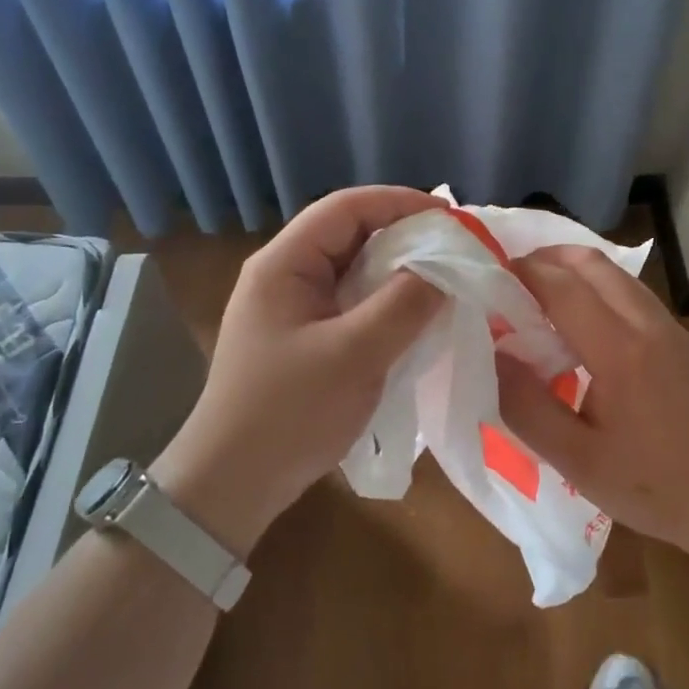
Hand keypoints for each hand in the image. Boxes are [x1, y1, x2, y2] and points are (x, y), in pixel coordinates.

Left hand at [150, 186, 444, 554]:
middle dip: (404, 236)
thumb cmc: (289, 412)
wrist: (233, 485)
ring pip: (354, 270)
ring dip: (397, 271)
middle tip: (455, 250)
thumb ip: (404, 304)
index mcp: (284, 263)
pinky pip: (351, 303)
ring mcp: (293, 308)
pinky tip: (415, 317)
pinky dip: (385, 302)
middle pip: (350, 234)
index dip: (399, 202)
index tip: (450, 217)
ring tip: (445, 280)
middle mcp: (285, 274)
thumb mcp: (355, 354)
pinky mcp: (304, 337)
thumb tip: (447, 268)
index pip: (346, 207)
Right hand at [493, 246, 688, 565]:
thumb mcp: (579, 461)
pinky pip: (631, 293)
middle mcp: (645, 323)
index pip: (561, 285)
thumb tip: (494, 355)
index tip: (488, 278)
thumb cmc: (656, 486)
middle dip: (546, 259)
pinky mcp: (683, 339)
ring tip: (540, 296)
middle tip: (510, 280)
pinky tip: (584, 324)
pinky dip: (598, 288)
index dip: (521, 273)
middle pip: (591, 263)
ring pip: (615, 274)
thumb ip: (528, 407)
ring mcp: (670, 327)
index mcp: (618, 349)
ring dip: (573, 270)